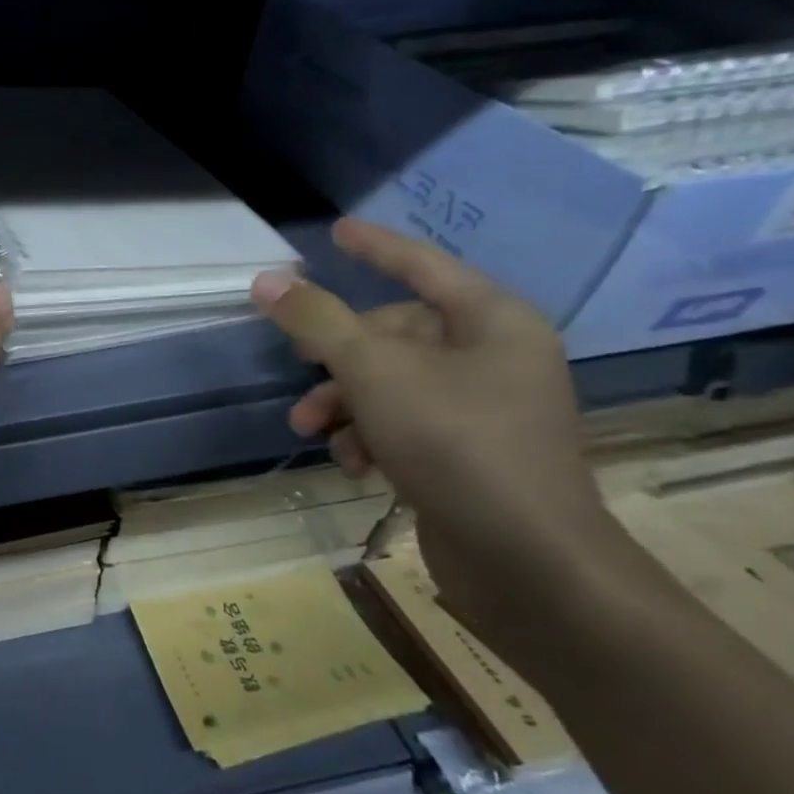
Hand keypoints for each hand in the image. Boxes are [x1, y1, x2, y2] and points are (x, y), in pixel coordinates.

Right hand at [250, 219, 614, 640]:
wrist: (526, 561)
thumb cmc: (455, 444)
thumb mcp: (374, 373)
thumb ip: (318, 322)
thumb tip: (266, 280)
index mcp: (492, 322)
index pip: (422, 267)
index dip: (376, 248)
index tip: (335, 232)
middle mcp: (495, 357)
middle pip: (395, 334)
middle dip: (339, 360)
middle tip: (301, 373)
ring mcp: (485, 408)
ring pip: (391, 383)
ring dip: (345, 404)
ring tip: (316, 433)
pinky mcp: (470, 454)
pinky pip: (405, 423)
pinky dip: (371, 436)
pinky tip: (354, 465)